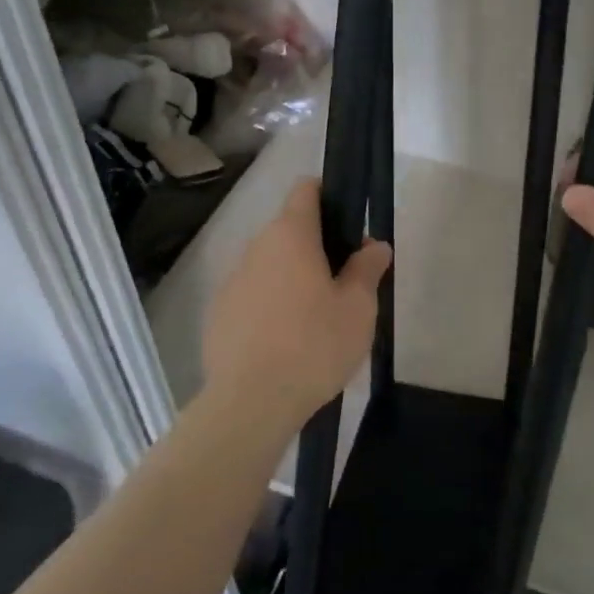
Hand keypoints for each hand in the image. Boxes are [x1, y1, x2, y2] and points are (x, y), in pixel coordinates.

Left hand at [202, 179, 390, 431]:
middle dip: (317, 247)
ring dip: (293, 278)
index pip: (306, 189)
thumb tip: (374, 245)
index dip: (329, 196)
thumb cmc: (314, 345)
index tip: (349, 225)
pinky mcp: (218, 314)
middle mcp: (256, 247)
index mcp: (291, 235)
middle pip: (290, 230)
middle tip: (345, 283)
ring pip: (270, 265)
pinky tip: (285, 342)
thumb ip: (368, 269)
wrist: (250, 404)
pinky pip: (252, 295)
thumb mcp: (358, 308)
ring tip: (316, 319)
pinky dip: (270, 306)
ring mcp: (232, 280)